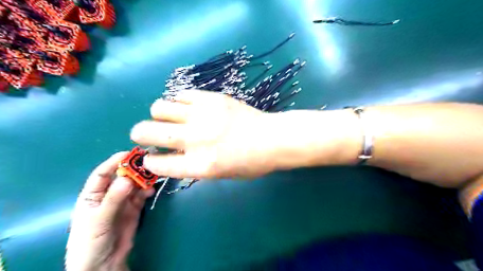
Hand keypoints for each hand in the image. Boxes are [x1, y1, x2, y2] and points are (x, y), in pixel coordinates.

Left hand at [65, 153, 153, 270]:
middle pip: (122, 177)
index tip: (129, 153)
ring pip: (134, 185)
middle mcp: (108, 195)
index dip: (114, 162)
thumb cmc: (90, 242)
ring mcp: (123, 202)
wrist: (103, 265)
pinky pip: (142, 195)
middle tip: (148, 162)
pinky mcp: (134, 209)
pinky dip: (147, 191)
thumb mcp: (98, 220)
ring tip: (153, 174)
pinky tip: (151, 189)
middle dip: (133, 169)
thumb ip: (113, 200)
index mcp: (92, 195)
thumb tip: (128, 178)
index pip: (102, 173)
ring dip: (143, 179)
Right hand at [130, 90, 283, 179]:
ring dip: (159, 115)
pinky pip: (182, 94)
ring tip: (170, 118)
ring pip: (159, 108)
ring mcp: (203, 115)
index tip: (152, 157)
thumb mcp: (221, 175)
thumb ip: (193, 167)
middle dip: (140, 134)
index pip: (158, 164)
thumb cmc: (251, 163)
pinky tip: (188, 107)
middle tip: (147, 134)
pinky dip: (179, 101)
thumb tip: (172, 155)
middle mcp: (196, 139)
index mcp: (200, 165)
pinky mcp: (212, 97)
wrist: (273, 138)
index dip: (150, 161)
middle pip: (148, 132)